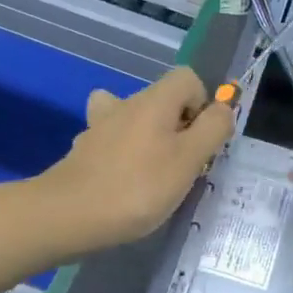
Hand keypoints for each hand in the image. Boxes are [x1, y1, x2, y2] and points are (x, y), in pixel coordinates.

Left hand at [34, 67, 233, 254]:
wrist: (69, 215)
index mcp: (154, 100)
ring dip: (146, 139)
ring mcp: (99, 127)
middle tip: (180, 167)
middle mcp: (124, 103)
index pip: (187, 78)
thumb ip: (213, 129)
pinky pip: (111, 142)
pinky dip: (122, 156)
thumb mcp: (189, 160)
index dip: (201, 105)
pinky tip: (122, 183)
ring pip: (132, 119)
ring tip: (150, 172)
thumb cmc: (138, 187)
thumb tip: (223, 108)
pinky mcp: (83, 151)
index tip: (199, 141)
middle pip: (161, 100)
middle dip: (177, 127)